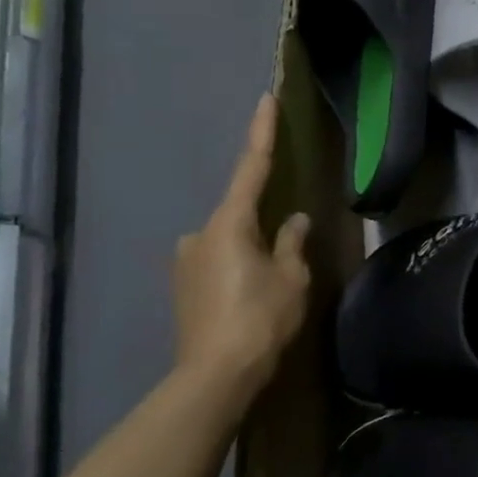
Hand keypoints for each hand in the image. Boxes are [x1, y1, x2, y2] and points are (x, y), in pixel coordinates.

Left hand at [172, 95, 310, 426]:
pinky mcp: (182, 288)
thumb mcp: (291, 278)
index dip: (262, 132)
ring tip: (270, 284)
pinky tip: (250, 296)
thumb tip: (295, 220)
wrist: (214, 377)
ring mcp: (185, 262)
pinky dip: (235, 267)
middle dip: (262, 220)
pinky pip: (216, 262)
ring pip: (227, 240)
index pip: (252, 167)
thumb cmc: (260, 319)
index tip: (266, 99)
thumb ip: (292, 242)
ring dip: (248, 249)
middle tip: (286, 249)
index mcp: (229, 223)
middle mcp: (199, 234)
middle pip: (238, 212)